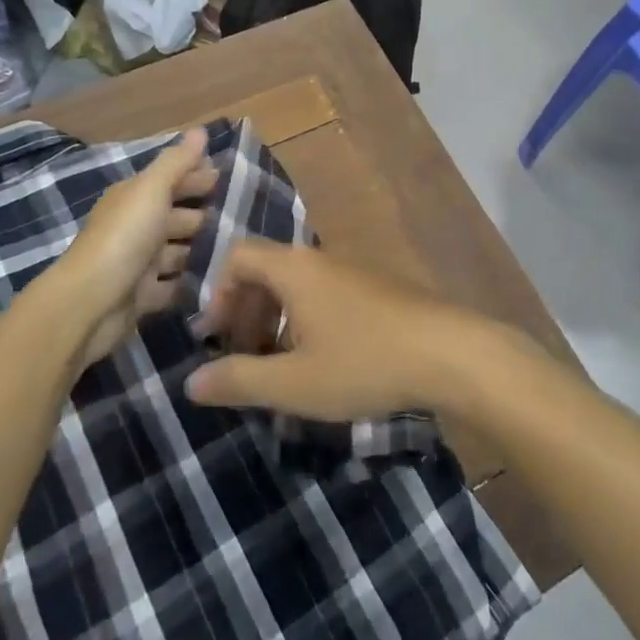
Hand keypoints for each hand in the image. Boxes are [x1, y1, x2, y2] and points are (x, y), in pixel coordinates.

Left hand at [53, 128, 216, 369]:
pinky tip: (218, 280)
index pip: (171, 180)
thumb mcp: (152, 191)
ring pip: (176, 251)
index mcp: (134, 198)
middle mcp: (135, 227)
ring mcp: (138, 263)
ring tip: (238, 250)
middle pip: (175, 215)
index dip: (197, 176)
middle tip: (242, 216)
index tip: (231, 177)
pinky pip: (173, 285)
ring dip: (200, 249)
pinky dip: (190, 282)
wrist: (90, 304)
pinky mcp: (142, 296)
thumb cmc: (124, 238)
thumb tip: (200, 130)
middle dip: (204, 214)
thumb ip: (177, 162)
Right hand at [183, 241, 518, 419]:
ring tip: (282, 366)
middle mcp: (319, 259)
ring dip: (277, 320)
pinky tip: (323, 361)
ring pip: (297, 285)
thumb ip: (239, 381)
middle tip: (246, 358)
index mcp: (293, 269)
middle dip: (246, 312)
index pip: (237, 256)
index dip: (219, 294)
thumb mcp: (294, 383)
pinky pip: (325, 293)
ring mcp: (352, 270)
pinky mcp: (376, 287)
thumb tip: (190, 382)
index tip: (220, 338)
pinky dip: (308, 320)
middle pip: (265, 270)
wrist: (449, 352)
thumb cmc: (364, 363)